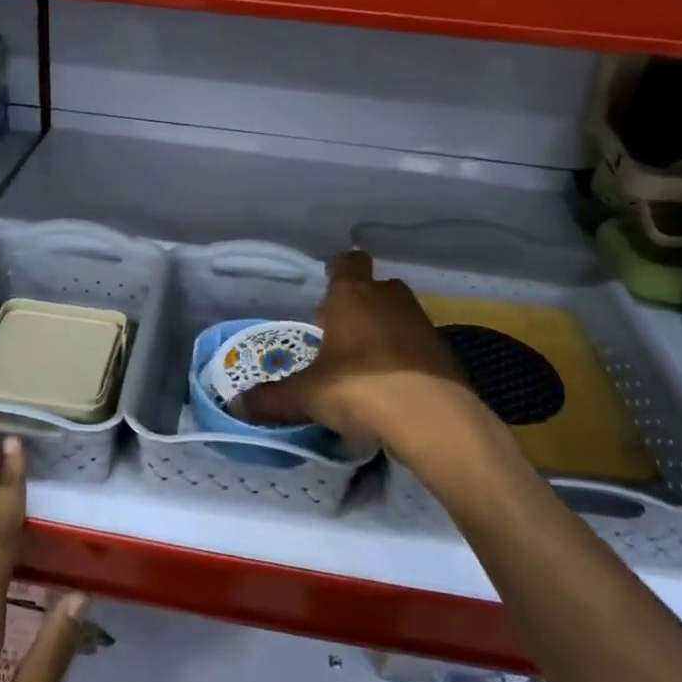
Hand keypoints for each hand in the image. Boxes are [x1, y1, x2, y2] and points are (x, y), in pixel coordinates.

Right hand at [235, 250, 470, 458]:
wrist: (434, 420)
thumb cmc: (361, 389)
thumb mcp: (308, 396)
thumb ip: (272, 398)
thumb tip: (237, 404)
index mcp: (352, 296)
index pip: (347, 261)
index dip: (336, 271)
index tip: (325, 290)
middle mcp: (389, 298)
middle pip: (373, 288)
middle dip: (357, 305)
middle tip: (336, 334)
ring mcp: (422, 322)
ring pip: (397, 314)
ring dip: (382, 330)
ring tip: (362, 363)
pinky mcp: (444, 350)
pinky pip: (416, 343)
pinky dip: (405, 356)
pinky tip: (392, 385)